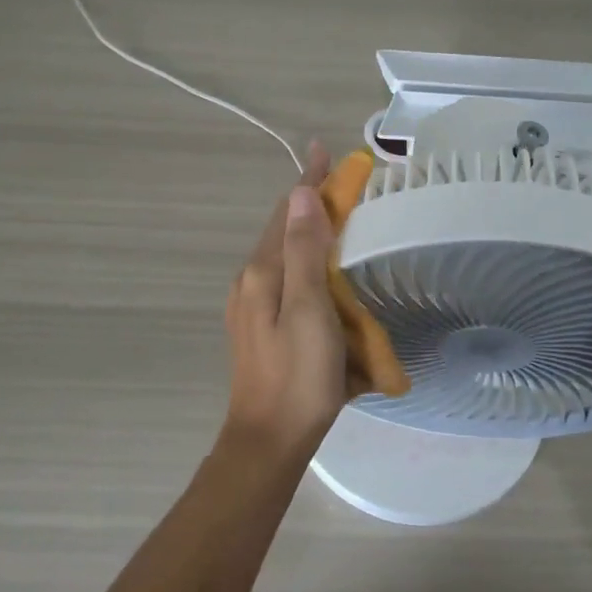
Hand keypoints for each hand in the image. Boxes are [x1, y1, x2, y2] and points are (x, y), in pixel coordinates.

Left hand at [223, 142, 359, 458]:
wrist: (269, 441)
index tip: (323, 149)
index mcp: (261, 273)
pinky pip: (286, 280)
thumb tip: (301, 193)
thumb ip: (305, 251)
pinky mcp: (260, 327)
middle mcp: (250, 282)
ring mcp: (251, 307)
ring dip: (308, 232)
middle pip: (282, 231)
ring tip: (337, 219)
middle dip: (309, 203)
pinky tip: (323, 273)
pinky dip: (306, 263)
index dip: (308, 181)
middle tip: (342, 184)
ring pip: (283, 256)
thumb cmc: (298, 376)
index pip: (287, 213)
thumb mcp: (308, 309)